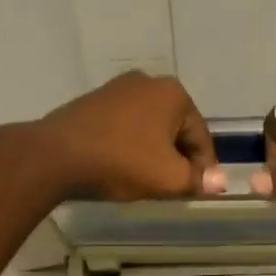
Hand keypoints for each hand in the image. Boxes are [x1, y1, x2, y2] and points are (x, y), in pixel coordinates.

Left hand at [32, 72, 225, 201]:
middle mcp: (148, 82)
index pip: (201, 137)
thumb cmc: (121, 162)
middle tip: (174, 189)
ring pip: (150, 127)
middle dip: (178, 158)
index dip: (204, 169)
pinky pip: (124, 126)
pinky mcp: (94, 100)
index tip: (199, 193)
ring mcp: (117, 88)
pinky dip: (130, 145)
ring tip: (147, 180)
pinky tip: (122, 166)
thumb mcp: (168, 178)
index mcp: (174, 94)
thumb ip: (198, 180)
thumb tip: (219, 182)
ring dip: (154, 152)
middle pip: (175, 129)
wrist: (56, 155)